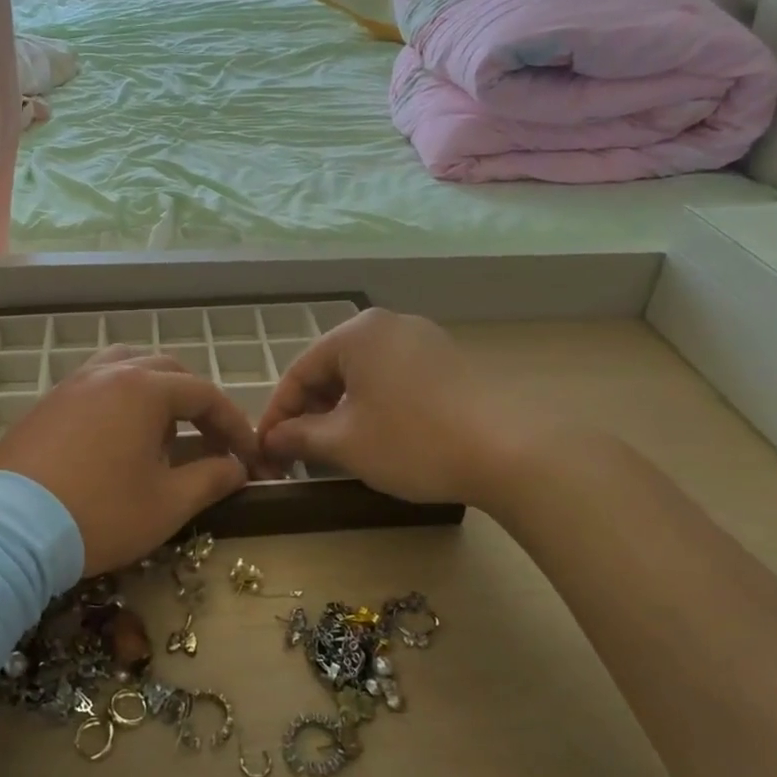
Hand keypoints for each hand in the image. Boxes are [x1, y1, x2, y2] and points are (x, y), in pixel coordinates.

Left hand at [0, 345, 258, 575]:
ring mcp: (72, 384)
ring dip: (155, 392)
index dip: (233, 424)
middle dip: (196, 404)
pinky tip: (116, 436)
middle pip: (167, 372)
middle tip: (210, 442)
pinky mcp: (46, 404)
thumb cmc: (100, 514)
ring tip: (162, 430)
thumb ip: (210, 478)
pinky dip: (118, 399)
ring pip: (126, 367)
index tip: (248, 456)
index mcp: (144, 389)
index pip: (204, 394)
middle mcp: (108, 373)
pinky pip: (94, 385)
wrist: (11, 530)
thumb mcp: (167, 503)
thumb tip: (237, 467)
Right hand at [257, 309, 548, 512]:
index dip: (277, 414)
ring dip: (341, 410)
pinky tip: (378, 435)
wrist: (510, 452)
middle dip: (310, 411)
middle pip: (331, 368)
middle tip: (299, 452)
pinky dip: (374, 404)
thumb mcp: (345, 443)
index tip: (266, 450)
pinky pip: (393, 377)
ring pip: (363, 374)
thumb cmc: (413, 441)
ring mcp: (423, 339)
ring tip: (335, 447)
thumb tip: (270, 440)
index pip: (299, 372)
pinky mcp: (449, 361)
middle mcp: (388, 325)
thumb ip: (298, 437)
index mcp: (357, 333)